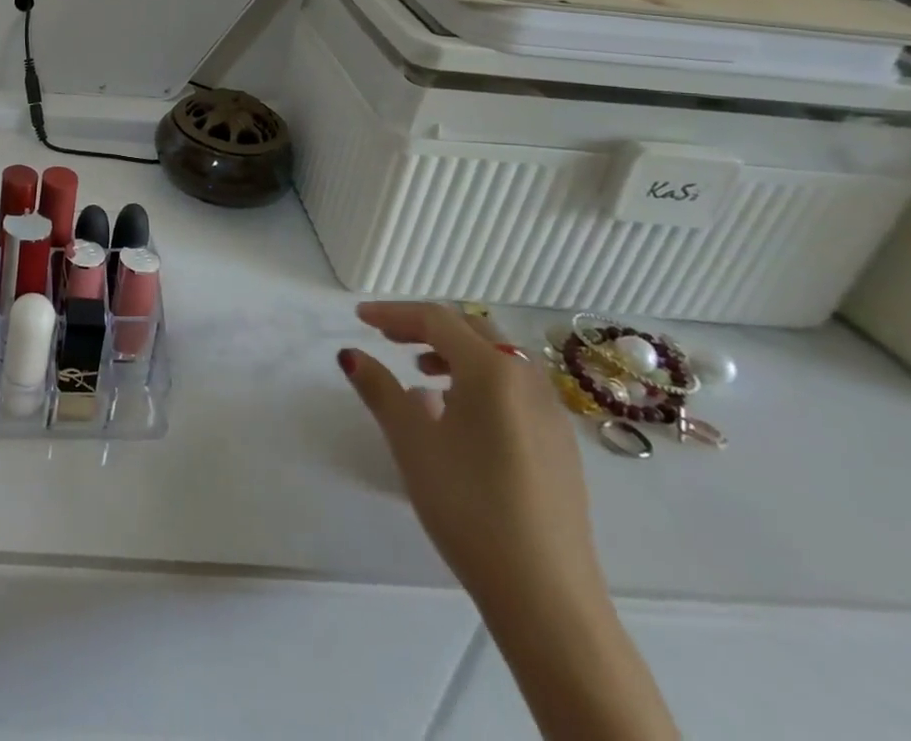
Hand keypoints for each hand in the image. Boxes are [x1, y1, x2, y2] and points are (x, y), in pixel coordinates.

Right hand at [340, 302, 603, 614]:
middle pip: (472, 331)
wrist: (546, 597)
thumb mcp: (410, 441)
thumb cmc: (468, 505)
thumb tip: (350, 354)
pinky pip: (515, 390)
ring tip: (421, 374)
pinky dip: (480, 382)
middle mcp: (528, 381)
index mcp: (492, 371)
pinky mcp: (560, 447)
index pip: (437, 320)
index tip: (359, 318)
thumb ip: (379, 388)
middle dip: (426, 327)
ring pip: (499, 360)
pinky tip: (458, 416)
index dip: (394, 313)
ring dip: (455, 353)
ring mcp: (551, 416)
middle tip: (388, 338)